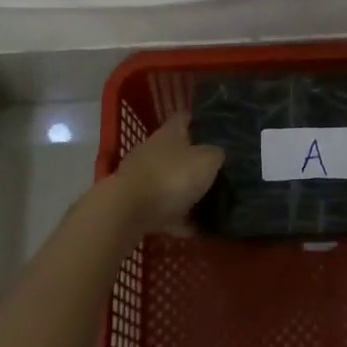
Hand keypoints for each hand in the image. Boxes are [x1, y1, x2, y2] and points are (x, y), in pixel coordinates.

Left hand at [110, 111, 224, 235]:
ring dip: (184, 191)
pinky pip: (162, 209)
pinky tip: (195, 230)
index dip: (199, 120)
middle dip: (194, 160)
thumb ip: (216, 154)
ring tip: (209, 204)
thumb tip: (218, 153)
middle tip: (218, 170)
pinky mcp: (135, 203)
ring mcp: (141, 177)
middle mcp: (152, 149)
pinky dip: (177, 218)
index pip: (184, 117)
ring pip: (168, 180)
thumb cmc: (171, 177)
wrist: (128, 212)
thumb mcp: (207, 161)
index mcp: (169, 133)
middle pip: (176, 150)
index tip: (215, 128)